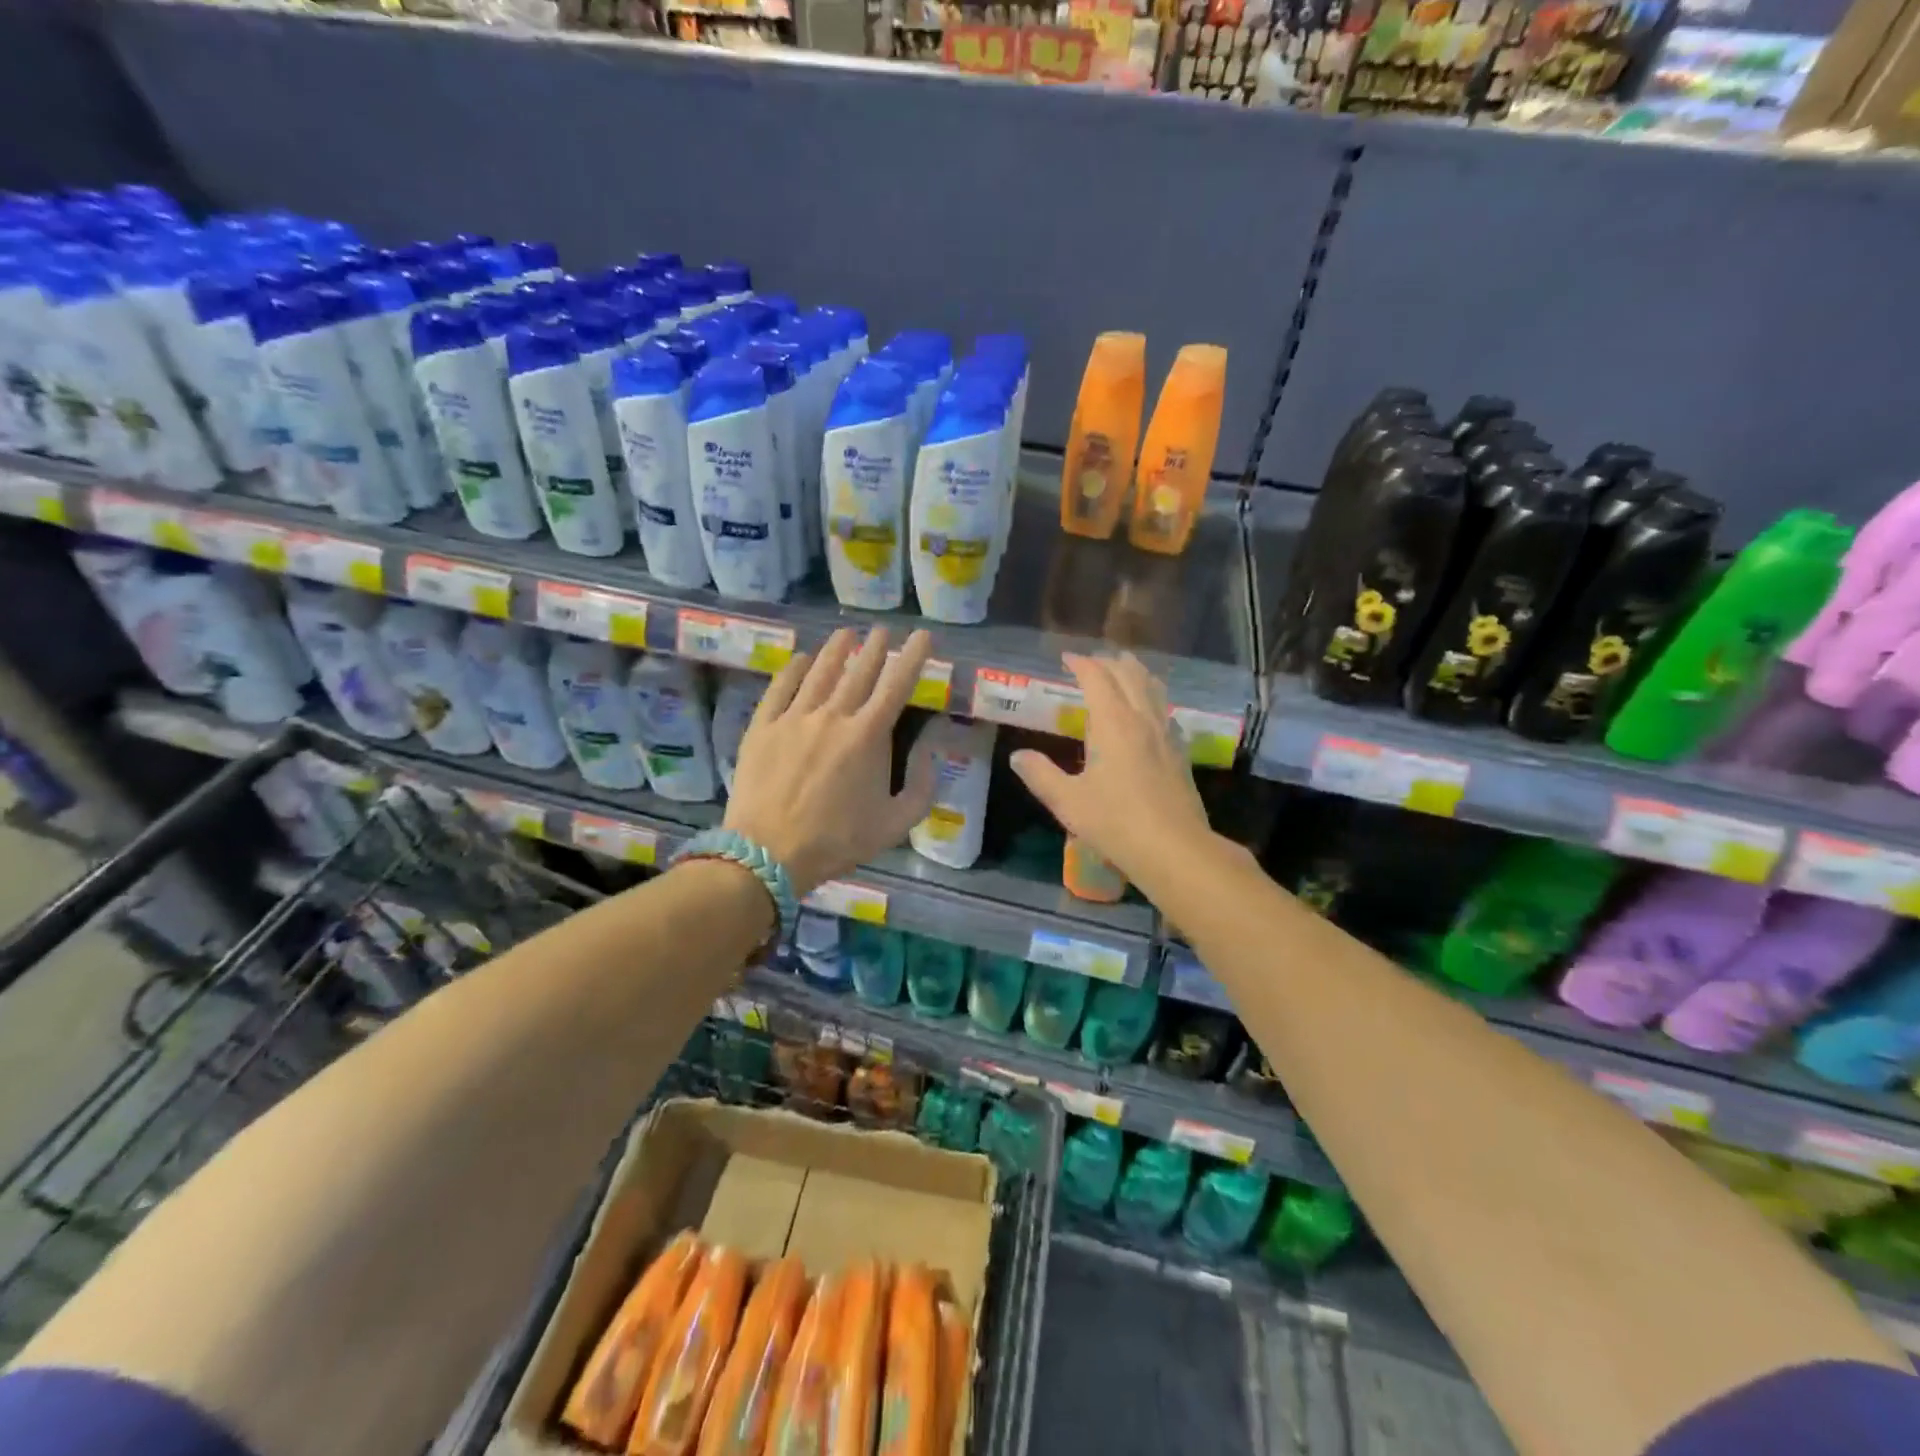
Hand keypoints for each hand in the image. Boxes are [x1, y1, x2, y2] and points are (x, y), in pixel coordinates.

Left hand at [723, 627, 937, 895]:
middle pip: (858, 672)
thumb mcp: (895, 824)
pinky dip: (792, 670)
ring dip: (835, 650)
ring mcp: (794, 718)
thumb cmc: (837, 841)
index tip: (923, 635)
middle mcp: (832, 716)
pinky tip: (800, 659)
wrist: (769, 853)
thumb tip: (931, 750)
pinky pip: (779, 689)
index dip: (913, 657)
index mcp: (868, 736)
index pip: (897, 685)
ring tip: (846, 633)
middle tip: (883, 630)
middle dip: (874, 647)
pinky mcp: (763, 727)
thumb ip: (922, 786)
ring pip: (819, 673)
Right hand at [1008, 652, 1213, 885]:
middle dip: (1110, 663)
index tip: (1067, 658)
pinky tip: (1151, 711)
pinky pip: (1166, 711)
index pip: (1097, 679)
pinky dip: (1153, 698)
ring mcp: (1166, 735)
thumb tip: (1018, 756)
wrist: (1174, 849)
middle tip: (1093, 661)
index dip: (1081, 664)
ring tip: (1126, 668)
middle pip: (1129, 676)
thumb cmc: (1115, 822)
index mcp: (1113, 724)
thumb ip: (1040, 775)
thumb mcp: (1068, 801)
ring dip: (1136, 674)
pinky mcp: (1180, 753)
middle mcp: (1142, 720)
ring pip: (1153, 690)